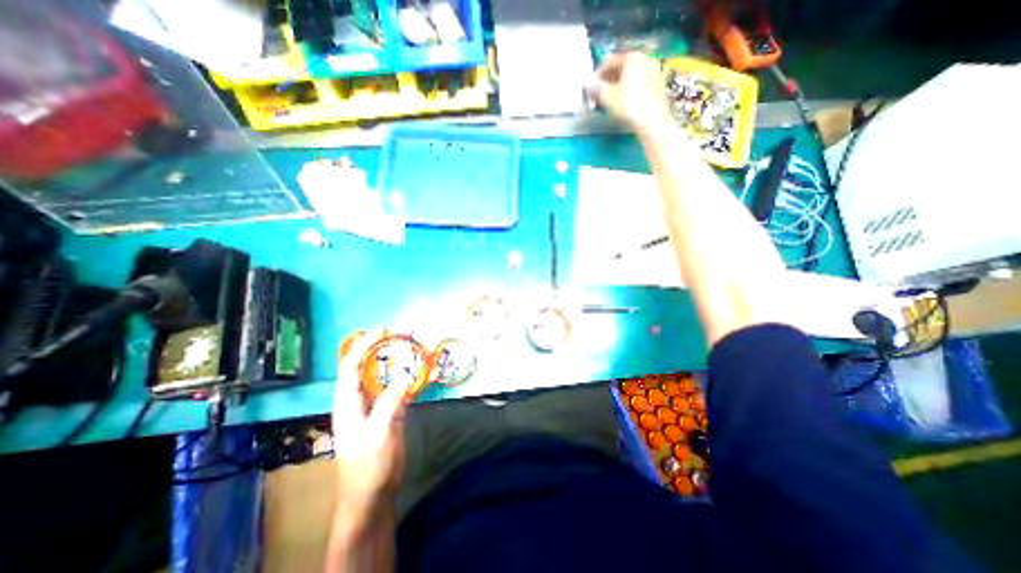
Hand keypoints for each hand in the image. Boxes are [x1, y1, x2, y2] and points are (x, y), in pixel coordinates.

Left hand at [333, 332, 409, 514]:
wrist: (373, 495)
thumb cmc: (368, 468)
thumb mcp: (378, 435)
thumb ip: (389, 404)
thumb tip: (406, 376)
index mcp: (348, 403)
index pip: (351, 367)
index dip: (364, 345)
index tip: (382, 329)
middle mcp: (360, 399)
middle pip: (371, 366)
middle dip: (387, 347)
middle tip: (406, 332)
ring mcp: (376, 405)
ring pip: (387, 375)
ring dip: (401, 359)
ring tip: (417, 344)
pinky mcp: (390, 411)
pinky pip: (400, 387)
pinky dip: (412, 377)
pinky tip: (425, 371)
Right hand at [595, 52, 676, 133]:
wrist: (651, 118)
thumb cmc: (628, 104)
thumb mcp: (607, 96)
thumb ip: (595, 87)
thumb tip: (587, 83)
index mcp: (631, 57)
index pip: (609, 61)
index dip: (598, 74)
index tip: (591, 86)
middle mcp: (644, 58)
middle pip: (621, 66)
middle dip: (609, 79)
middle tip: (600, 92)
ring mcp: (653, 69)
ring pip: (631, 74)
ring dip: (619, 83)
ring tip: (611, 97)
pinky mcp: (658, 82)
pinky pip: (639, 81)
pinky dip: (630, 87)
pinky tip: (624, 99)